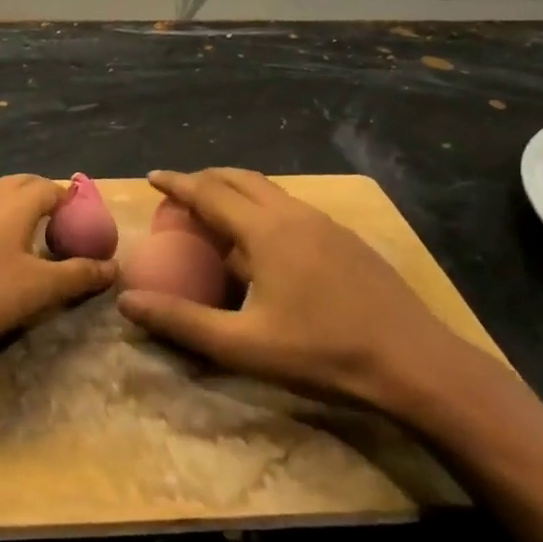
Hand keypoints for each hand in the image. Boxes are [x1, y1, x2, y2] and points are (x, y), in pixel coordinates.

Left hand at [0, 175, 117, 347]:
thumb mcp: (41, 288)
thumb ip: (79, 275)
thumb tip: (114, 267)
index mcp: (19, 204)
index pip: (53, 189)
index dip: (71, 202)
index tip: (81, 221)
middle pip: (22, 183)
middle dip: (41, 194)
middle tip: (55, 218)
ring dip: (8, 202)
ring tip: (19, 222)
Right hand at [116, 168, 490, 415]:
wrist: (415, 364)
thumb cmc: (323, 353)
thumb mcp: (243, 346)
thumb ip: (183, 322)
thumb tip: (127, 302)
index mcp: (266, 231)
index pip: (209, 193)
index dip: (178, 183)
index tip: (152, 178)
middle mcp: (294, 214)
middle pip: (240, 179)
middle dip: (206, 179)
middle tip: (182, 192)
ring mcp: (326, 224)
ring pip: (271, 191)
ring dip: (238, 191)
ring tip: (219, 213)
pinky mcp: (347, 239)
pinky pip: (292, 208)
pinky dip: (265, 208)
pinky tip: (268, 243)